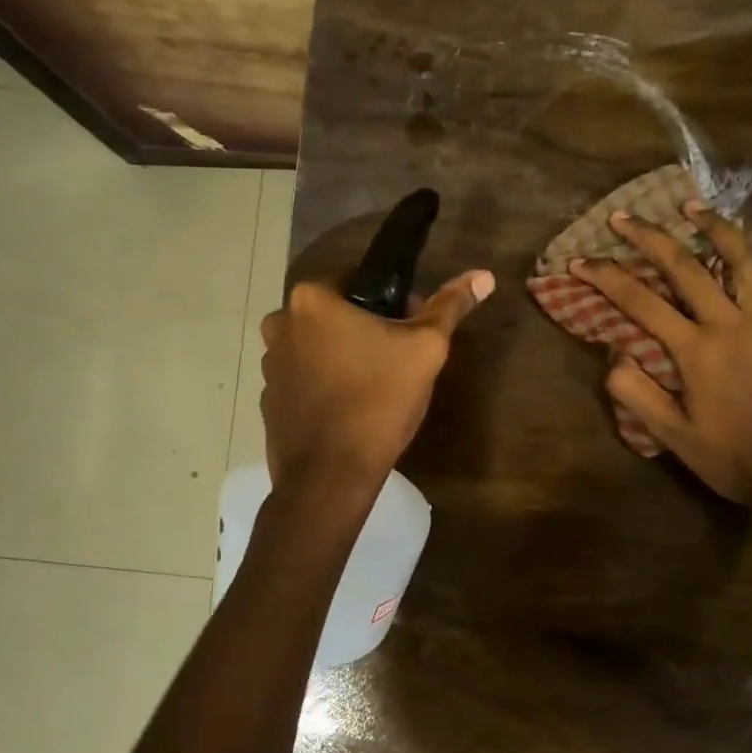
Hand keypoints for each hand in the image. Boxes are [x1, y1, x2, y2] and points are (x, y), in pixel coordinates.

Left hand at [259, 270, 493, 492]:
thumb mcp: (425, 349)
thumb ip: (450, 306)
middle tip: (397, 360)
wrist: (330, 477)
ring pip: (318, 346)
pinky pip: (303, 379)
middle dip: (366, 329)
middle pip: (335, 314)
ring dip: (342, 356)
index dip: (391, 302)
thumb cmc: (378, 401)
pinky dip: (324, 385)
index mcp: (310, 299)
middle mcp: (279, 323)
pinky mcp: (267, 399)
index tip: (409, 329)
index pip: (357, 281)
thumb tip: (484, 276)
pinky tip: (349, 409)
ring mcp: (268, 364)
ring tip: (375, 388)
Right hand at [570, 201, 751, 534]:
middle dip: (650, 237)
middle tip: (623, 217)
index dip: (606, 277)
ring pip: (741, 260)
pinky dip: (746, 262)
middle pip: (687, 267)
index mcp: (698, 352)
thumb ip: (637, 392)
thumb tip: (614, 352)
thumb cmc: (732, 459)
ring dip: (713, 228)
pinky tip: (736, 256)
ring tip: (691, 206)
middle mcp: (733, 326)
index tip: (580, 260)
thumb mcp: (672, 437)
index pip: (641, 302)